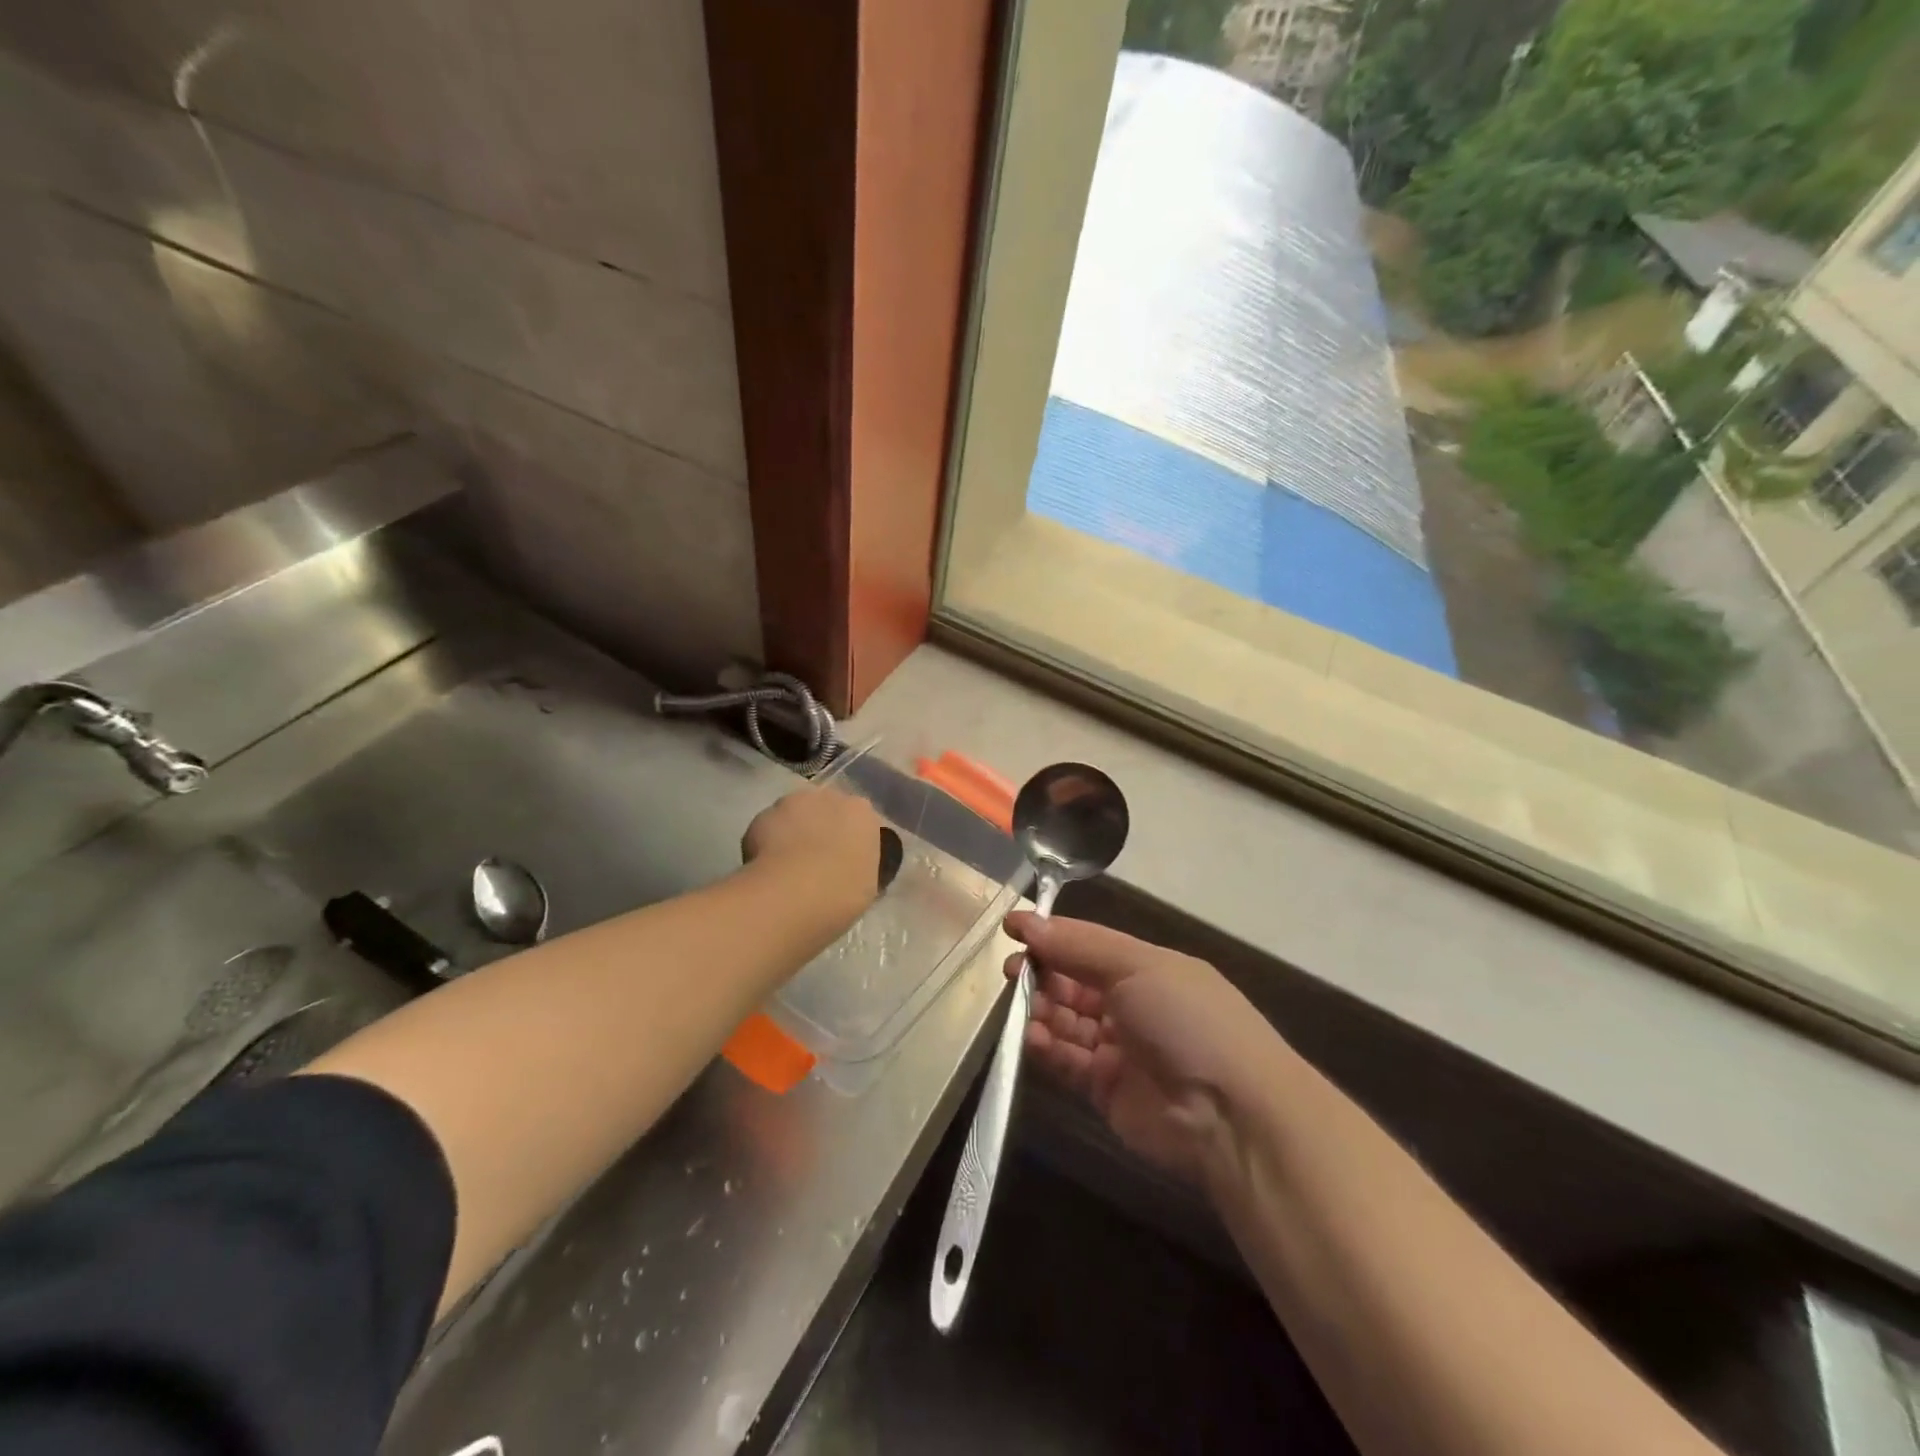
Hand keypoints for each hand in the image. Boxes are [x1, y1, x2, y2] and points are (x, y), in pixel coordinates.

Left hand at [742, 787, 883, 919]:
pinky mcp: (762, 814)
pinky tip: (766, 867)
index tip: (845, 862)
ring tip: (787, 865)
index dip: (850, 841)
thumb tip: (849, 870)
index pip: (860, 821)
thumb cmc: (842, 893)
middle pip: (826, 809)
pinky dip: (766, 842)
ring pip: (795, 814)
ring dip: (794, 830)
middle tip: (817, 862)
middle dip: (822, 829)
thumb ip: (859, 867)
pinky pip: (768, 827)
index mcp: (862, 813)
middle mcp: (830, 797)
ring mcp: (793, 801)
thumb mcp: (867, 886)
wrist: (792, 894)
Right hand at [1005, 913, 1294, 1185]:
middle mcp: (1133, 1004)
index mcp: (1148, 968)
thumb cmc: (1187, 1019)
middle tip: (1013, 970)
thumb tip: (1027, 921)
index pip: (1088, 945)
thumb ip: (1078, 946)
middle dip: (1043, 973)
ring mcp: (1120, 1049)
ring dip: (1041, 1010)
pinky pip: (1067, 1061)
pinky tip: (1031, 1037)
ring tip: (1019, 1005)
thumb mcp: (1137, 965)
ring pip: (1067, 1022)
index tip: (1012, 929)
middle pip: (1075, 982)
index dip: (1052, 936)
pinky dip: (1047, 1048)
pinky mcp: (1106, 1090)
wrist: (1232, 1113)